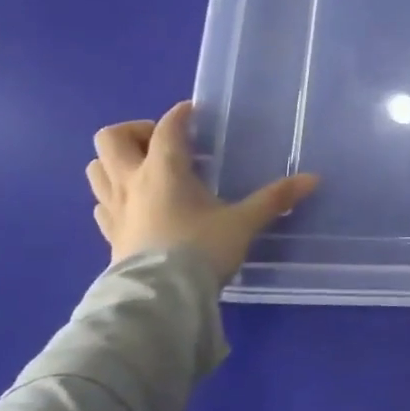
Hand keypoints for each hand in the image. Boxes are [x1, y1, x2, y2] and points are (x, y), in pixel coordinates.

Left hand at [86, 102, 319, 278]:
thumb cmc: (201, 249)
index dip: (180, 114)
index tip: (194, 113)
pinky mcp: (109, 234)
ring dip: (116, 162)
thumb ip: (274, 199)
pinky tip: (135, 206)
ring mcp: (114, 208)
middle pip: (111, 138)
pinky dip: (113, 196)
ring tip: (144, 171)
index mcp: (164, 169)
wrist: (161, 298)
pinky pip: (101, 204)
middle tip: (162, 144)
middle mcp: (132, 181)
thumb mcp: (243, 223)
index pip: (166, 127)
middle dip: (135, 132)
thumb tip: (313, 179)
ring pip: (96, 168)